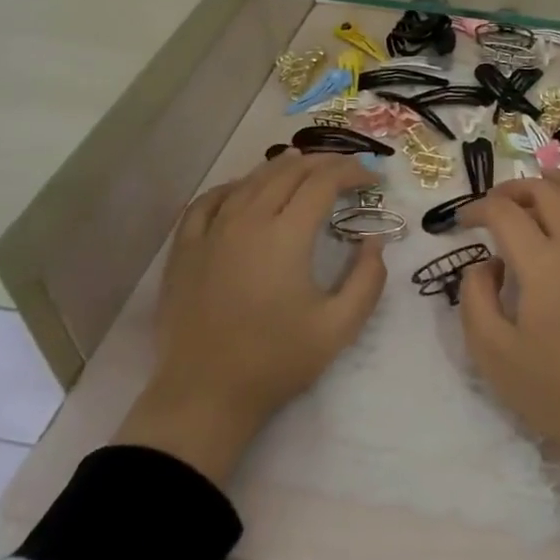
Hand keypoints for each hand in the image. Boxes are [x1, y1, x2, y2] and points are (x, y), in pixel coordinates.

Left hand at [115, 151, 387, 484]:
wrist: (205, 396)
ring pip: (250, 180)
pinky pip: (209, 201)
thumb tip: (375, 241)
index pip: (324, 182)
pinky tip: (244, 189)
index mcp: (286, 236)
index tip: (374, 181)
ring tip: (304, 166)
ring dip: (283, 168)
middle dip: (324, 163)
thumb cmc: (277, 361)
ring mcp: (211, 232)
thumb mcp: (340, 326)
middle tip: (347, 171)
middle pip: (288, 172)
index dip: (353, 173)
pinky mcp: (185, 249)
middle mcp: (247, 221)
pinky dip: (234, 186)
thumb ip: (368, 279)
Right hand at [459, 174, 559, 554]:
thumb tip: (486, 263)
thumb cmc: (548, 389)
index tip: (460, 221)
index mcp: (544, 266)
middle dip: (512, 189)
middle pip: (546, 193)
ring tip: (537, 182)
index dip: (477, 209)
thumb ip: (475, 296)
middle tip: (490, 204)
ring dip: (557, 181)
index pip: (506, 213)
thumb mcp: (490, 350)